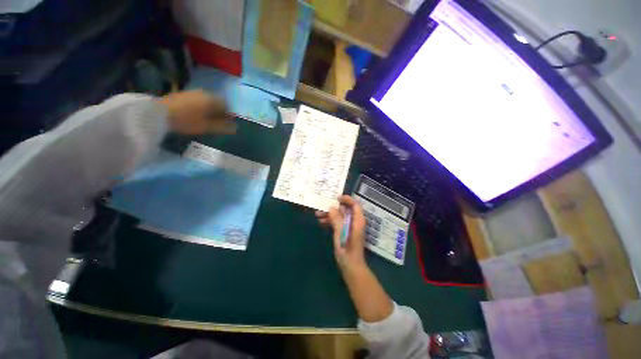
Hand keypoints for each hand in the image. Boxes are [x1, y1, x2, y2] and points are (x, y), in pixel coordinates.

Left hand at [158, 90, 236, 134]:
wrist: (158, 113)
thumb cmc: (186, 121)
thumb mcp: (207, 126)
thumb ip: (223, 127)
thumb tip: (236, 128)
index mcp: (212, 100)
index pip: (226, 105)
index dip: (228, 115)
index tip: (225, 123)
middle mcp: (204, 93)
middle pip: (217, 102)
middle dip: (219, 112)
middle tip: (216, 123)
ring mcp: (193, 92)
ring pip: (208, 100)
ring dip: (210, 109)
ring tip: (206, 120)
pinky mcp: (184, 94)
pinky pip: (199, 100)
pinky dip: (201, 106)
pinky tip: (196, 114)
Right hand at [316, 195, 367, 271]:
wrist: (350, 267)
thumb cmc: (347, 250)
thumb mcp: (341, 233)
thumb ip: (337, 219)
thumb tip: (331, 208)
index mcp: (358, 220)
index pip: (355, 204)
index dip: (346, 199)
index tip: (335, 198)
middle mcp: (355, 221)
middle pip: (345, 209)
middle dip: (333, 208)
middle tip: (321, 208)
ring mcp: (349, 227)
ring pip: (339, 216)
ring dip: (329, 215)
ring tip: (317, 216)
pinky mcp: (345, 232)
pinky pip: (337, 222)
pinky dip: (330, 221)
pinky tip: (321, 223)